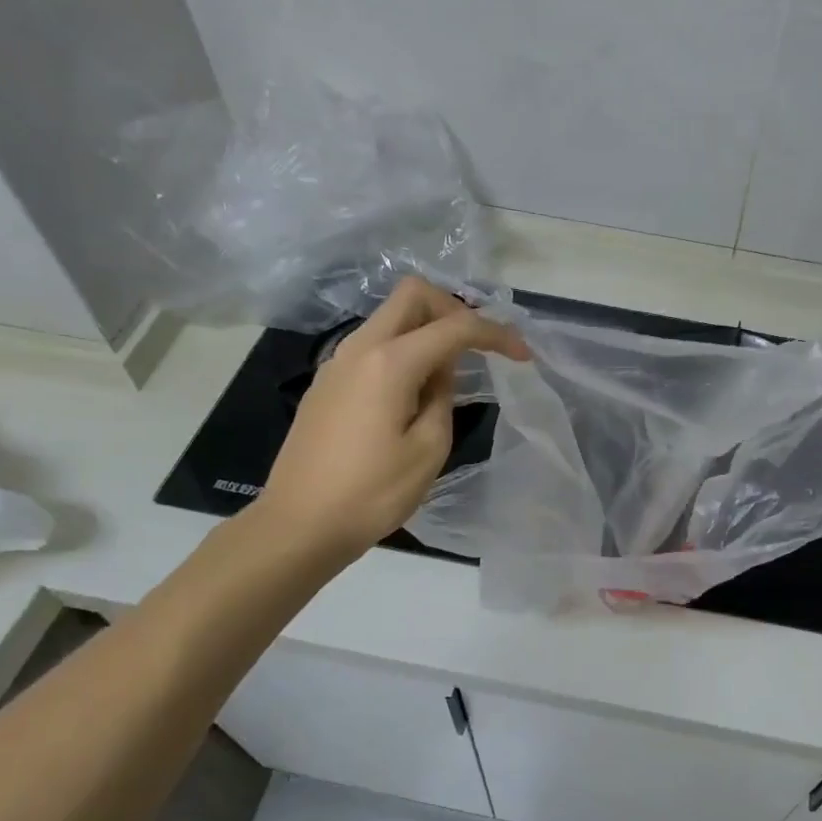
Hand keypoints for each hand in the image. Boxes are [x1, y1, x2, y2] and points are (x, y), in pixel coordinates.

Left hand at [254, 278, 528, 557]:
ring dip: (427, 331)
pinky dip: (403, 351)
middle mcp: (359, 348)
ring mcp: (337, 363)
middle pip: (412, 295)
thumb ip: (443, 397)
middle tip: (477, 347)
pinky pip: (373, 346)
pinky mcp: (326, 383)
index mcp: (390, 363)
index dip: (495, 334)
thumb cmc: (372, 494)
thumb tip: (441, 372)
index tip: (522, 356)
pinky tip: (414, 393)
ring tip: (449, 377)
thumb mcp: (429, 449)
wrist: (299, 525)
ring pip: (390, 318)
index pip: (455, 326)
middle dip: (454, 310)